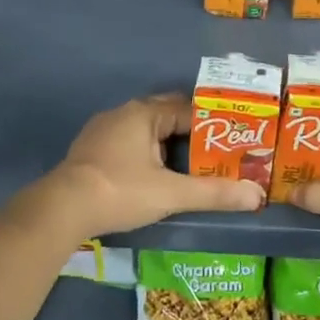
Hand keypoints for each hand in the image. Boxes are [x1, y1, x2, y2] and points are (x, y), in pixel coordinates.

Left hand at [33, 95, 263, 238]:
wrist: (62, 209)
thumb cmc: (120, 191)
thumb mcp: (172, 194)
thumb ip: (214, 193)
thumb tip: (257, 197)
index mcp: (144, 113)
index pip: (189, 110)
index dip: (213, 125)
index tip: (234, 141)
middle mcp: (124, 112)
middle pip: (167, 115)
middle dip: (191, 133)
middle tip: (217, 154)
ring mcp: (103, 130)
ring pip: (147, 130)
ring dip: (168, 144)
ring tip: (192, 165)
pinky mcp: (91, 149)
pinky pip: (129, 142)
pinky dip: (146, 152)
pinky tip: (155, 174)